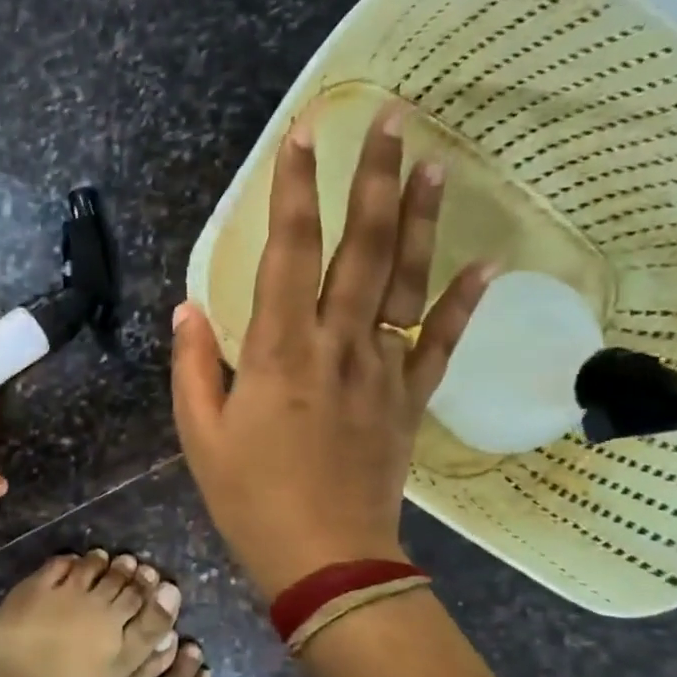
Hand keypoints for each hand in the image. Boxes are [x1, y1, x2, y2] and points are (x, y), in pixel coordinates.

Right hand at [171, 103, 492, 599]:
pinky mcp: (409, 398)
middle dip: (372, 177)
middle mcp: (337, 344)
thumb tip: (189, 306)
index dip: (294, 189)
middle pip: (360, 247)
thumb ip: (192, 365)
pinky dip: (463, 303)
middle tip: (390, 118)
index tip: (303, 134)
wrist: (324, 558)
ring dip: (420, 219)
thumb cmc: (249, 497)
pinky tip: (487, 263)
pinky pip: (439, 342)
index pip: (289, 251)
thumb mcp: (199, 433)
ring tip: (434, 161)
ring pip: (405, 281)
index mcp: (278, 351)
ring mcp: (381, 369)